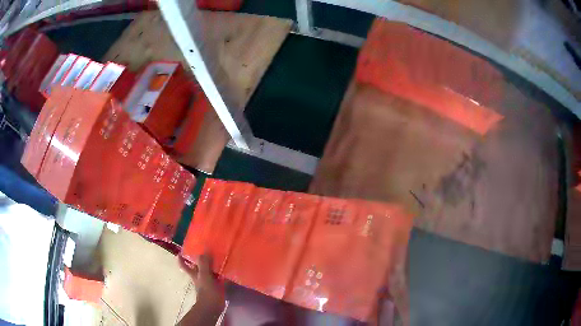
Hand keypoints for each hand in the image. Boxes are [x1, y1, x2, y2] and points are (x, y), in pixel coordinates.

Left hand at [178, 254, 224, 324]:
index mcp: (194, 274)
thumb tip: (205, 251)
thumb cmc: (207, 292)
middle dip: (198, 261)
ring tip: (218, 259)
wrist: (213, 308)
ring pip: (207, 273)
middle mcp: (199, 278)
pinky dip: (220, 275)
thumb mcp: (204, 276)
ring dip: (211, 267)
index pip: (184, 265)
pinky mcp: (216, 289)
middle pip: (196, 268)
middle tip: (204, 252)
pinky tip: (226, 272)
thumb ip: (204, 264)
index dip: (181, 260)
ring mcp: (207, 284)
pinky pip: (217, 279)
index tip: (180, 252)